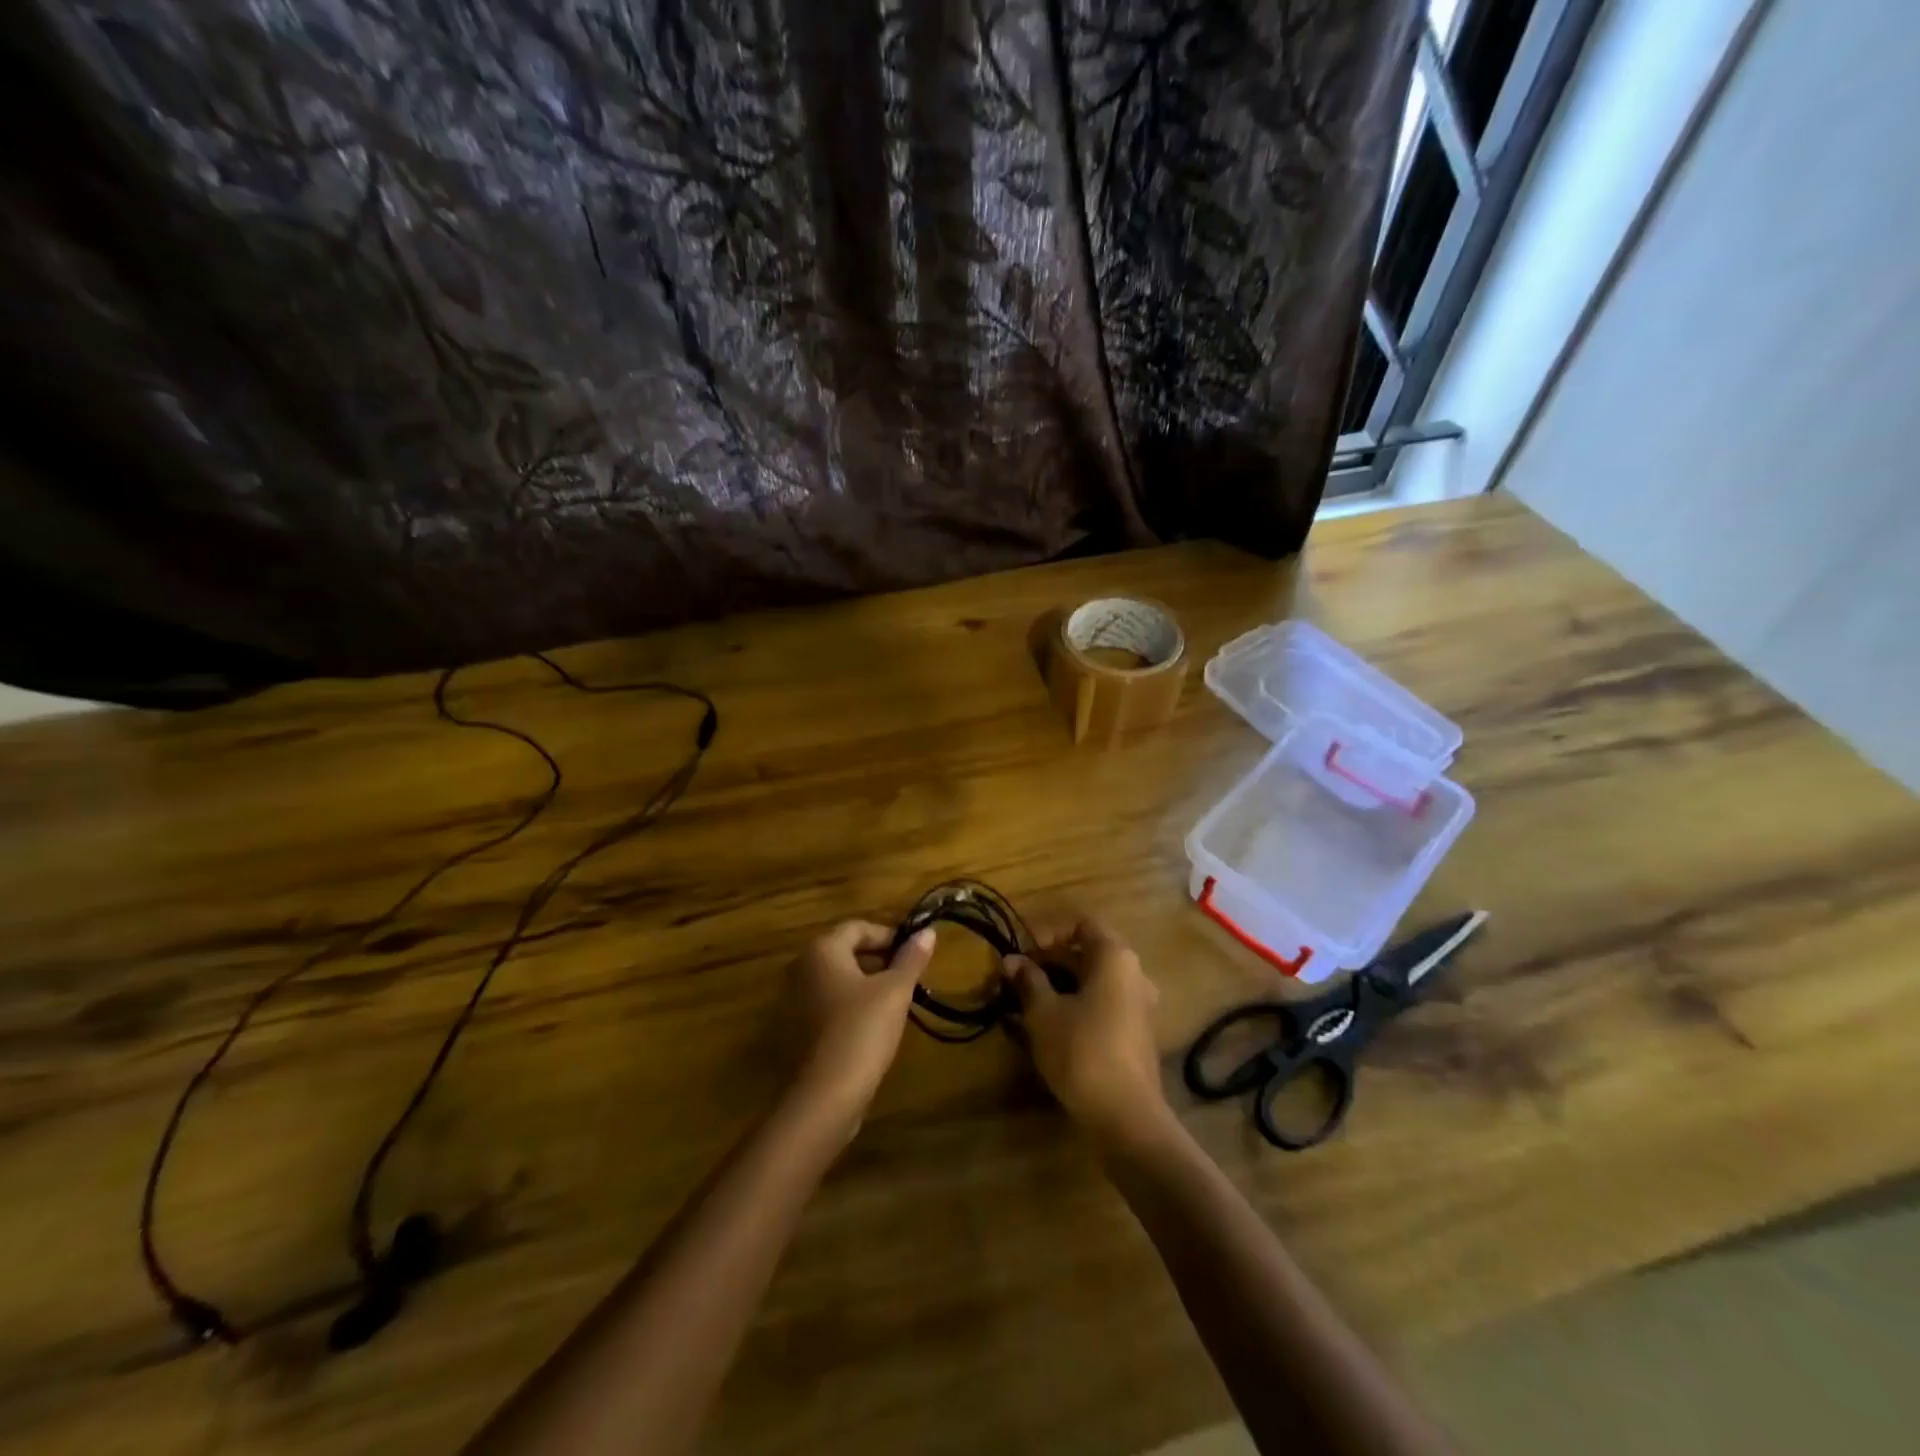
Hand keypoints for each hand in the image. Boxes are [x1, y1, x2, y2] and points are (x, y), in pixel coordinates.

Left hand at [787, 920, 934, 1130]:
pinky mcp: (800, 1026)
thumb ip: (911, 958)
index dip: (889, 936)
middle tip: (909, 975)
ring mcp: (797, 998)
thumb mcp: (895, 990)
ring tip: (897, 999)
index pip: (859, 927)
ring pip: (839, 977)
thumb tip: (928, 931)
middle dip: (880, 959)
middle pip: (847, 950)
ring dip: (868, 982)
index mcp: (822, 950)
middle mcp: (803, 967)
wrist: (827, 1093)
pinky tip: (875, 1022)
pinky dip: (853, 1002)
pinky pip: (831, 1000)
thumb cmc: (863, 1029)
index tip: (914, 953)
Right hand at [1004, 918, 1168, 1144]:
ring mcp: (1140, 1004)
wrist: (1126, 1116)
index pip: (1081, 925)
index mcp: (1114, 957)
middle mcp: (1134, 973)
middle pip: (1088, 952)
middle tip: (1017, 979)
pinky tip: (1052, 1026)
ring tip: (1029, 1003)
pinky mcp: (1137, 1033)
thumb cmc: (1081, 1050)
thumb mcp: (1043, 1013)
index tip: (1022, 954)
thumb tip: (1011, 960)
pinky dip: (1078, 1005)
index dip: (1048, 934)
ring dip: (1062, 985)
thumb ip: (1028, 981)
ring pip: (1094, 981)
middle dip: (1051, 962)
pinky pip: (1104, 1004)